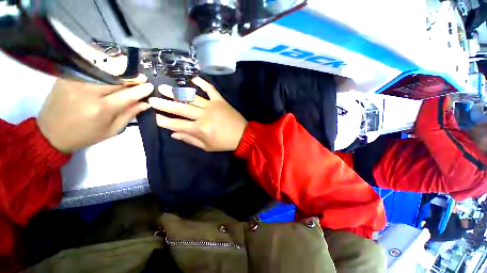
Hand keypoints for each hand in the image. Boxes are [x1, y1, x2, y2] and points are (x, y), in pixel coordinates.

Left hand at [37, 75, 152, 152]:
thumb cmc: (85, 135)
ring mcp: (75, 82)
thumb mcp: (112, 130)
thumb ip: (129, 115)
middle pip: (116, 79)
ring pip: (103, 71)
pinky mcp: (66, 77)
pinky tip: (110, 73)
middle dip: (132, 78)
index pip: (127, 95)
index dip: (141, 90)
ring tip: (128, 75)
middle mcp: (88, 93)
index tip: (150, 86)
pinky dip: (103, 70)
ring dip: (119, 72)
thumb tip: (145, 103)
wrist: (50, 133)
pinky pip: (89, 69)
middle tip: (142, 78)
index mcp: (101, 109)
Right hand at [148, 77, 247, 151]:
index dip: (164, 121)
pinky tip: (193, 79)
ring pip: (191, 97)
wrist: (243, 135)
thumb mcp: (207, 146)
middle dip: (164, 104)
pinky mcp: (220, 100)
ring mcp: (212, 106)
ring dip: (177, 92)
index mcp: (200, 129)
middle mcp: (203, 115)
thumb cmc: (224, 143)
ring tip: (164, 88)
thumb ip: (190, 139)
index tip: (155, 117)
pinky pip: (210, 89)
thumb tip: (173, 134)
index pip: (177, 124)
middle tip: (152, 99)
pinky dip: (202, 83)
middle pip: (180, 108)